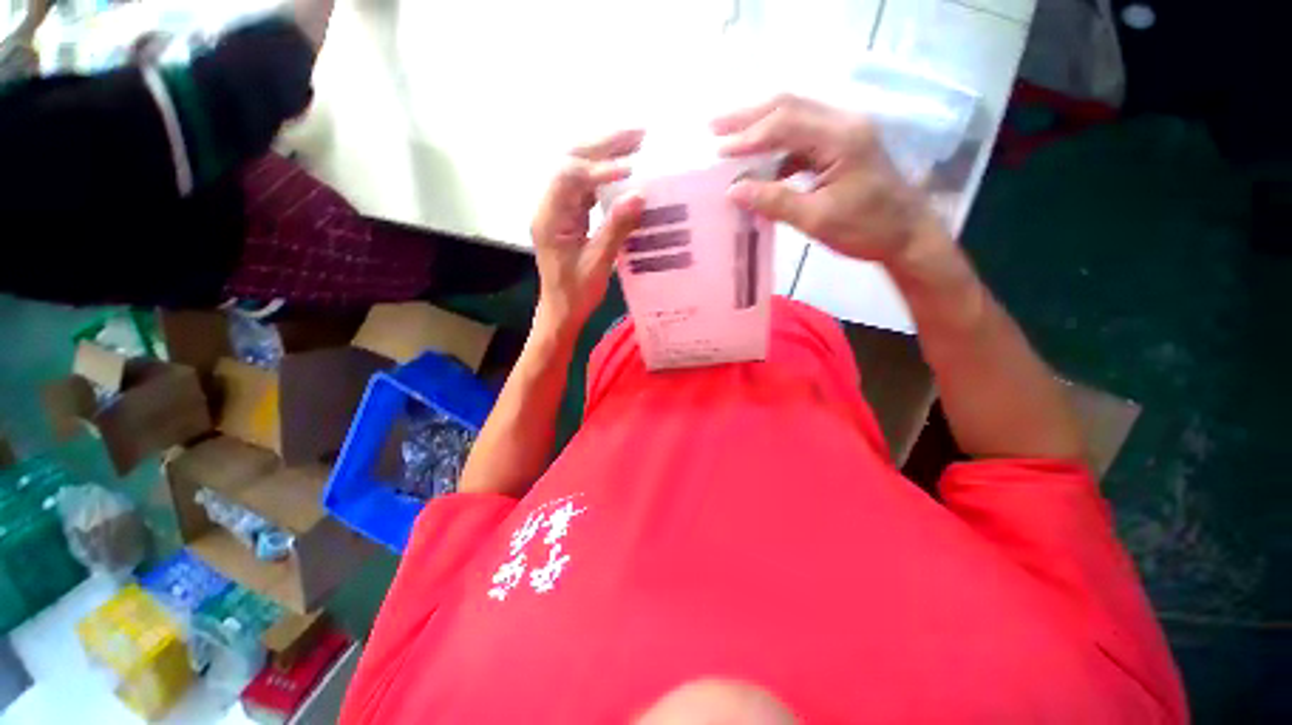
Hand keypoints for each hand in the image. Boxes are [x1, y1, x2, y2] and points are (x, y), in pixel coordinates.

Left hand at [530, 130, 644, 334]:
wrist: (562, 310)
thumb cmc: (575, 293)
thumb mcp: (598, 263)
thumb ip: (616, 228)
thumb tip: (639, 194)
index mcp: (549, 218)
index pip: (570, 176)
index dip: (599, 167)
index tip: (631, 169)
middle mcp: (551, 206)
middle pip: (571, 161)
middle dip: (604, 145)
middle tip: (639, 135)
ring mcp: (560, 209)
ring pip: (580, 171)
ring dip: (606, 154)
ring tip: (638, 143)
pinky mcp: (571, 217)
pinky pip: (587, 188)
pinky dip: (607, 176)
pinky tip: (627, 170)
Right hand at [713, 94, 945, 266]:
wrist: (907, 234)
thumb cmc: (866, 229)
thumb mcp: (817, 220)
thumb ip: (774, 202)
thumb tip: (733, 191)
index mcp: (841, 138)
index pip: (785, 124)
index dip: (748, 136)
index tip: (718, 151)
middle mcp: (843, 123)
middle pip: (789, 105)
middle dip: (748, 117)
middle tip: (714, 128)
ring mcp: (844, 132)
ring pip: (795, 117)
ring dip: (760, 128)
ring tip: (730, 142)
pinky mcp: (842, 145)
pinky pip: (802, 137)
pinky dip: (777, 148)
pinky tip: (760, 165)